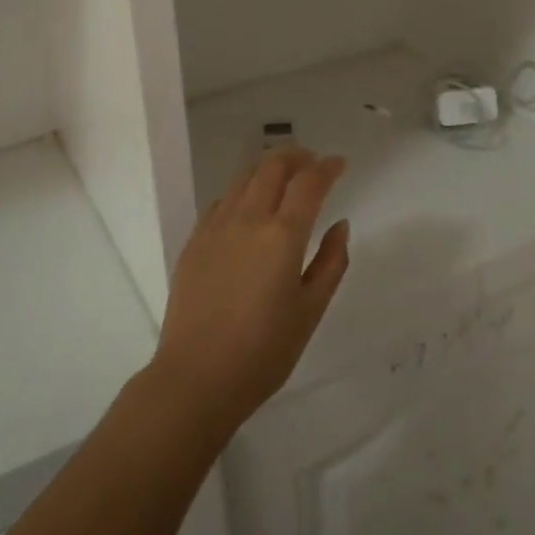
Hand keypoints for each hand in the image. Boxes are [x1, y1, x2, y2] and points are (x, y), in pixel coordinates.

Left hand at [149, 148, 349, 441]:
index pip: (309, 183)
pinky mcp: (194, 241)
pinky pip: (222, 200)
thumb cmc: (264, 351)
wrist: (196, 377)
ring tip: (283, 180)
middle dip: (296, 157)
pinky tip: (249, 208)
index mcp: (283, 235)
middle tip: (312, 164)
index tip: (340, 164)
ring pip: (244, 178)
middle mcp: (248, 219)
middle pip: (272, 167)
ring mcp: (216, 227)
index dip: (328, 167)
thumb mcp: (310, 311)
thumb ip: (331, 262)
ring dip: (268, 170)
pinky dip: (243, 192)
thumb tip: (340, 225)